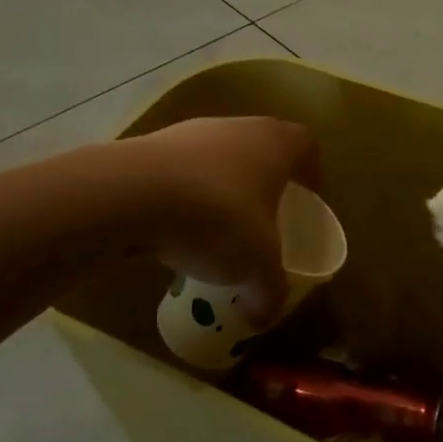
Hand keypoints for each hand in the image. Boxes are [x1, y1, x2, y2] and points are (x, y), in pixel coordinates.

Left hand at [123, 116, 319, 324]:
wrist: (131, 195)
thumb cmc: (217, 217)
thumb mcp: (257, 265)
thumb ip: (269, 290)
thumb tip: (264, 315)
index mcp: (276, 143)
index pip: (306, 146)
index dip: (311, 173)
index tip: (307, 200)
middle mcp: (239, 126)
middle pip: (262, 149)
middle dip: (265, 183)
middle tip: (264, 219)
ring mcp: (193, 131)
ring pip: (220, 159)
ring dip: (222, 188)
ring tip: (215, 230)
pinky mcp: (152, 145)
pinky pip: (182, 172)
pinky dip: (184, 195)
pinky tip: (175, 229)